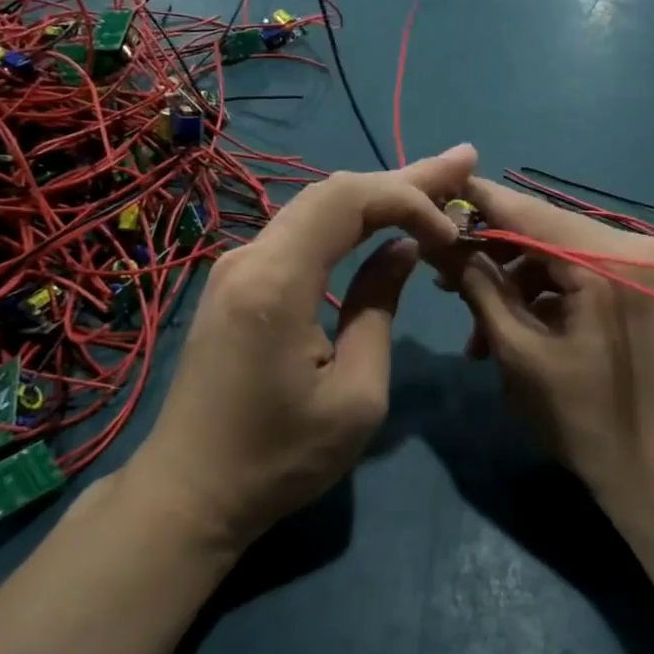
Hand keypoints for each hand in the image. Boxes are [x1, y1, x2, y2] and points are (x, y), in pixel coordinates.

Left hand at [125, 146, 477, 552]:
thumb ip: (379, 309)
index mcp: (276, 282)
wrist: (191, 492)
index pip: (348, 201)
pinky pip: (300, 234)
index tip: (450, 233)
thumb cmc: (279, 458)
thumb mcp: (355, 395)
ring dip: (377, 197)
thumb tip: (401, 251)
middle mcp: (249, 257)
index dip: (408, 199)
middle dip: (403, 179)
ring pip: (316, 209)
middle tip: (462, 162)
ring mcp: (237, 267)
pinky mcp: (237, 283)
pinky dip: (348, 222)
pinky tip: (382, 220)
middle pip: (333, 193)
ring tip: (436, 183)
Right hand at [451, 177, 653, 505]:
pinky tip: (514, 332)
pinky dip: (546, 297)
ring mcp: (645, 264)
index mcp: (607, 257)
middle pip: (544, 231)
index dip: (474, 203)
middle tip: (442, 280)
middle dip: (491, 255)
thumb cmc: (588, 419)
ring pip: (559, 255)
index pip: (527, 211)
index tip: (428, 200)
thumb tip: (438, 242)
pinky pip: (582, 275)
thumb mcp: (520, 351)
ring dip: (514, 286)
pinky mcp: (644, 285)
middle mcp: (634, 244)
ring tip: (476, 332)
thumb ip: (479, 286)